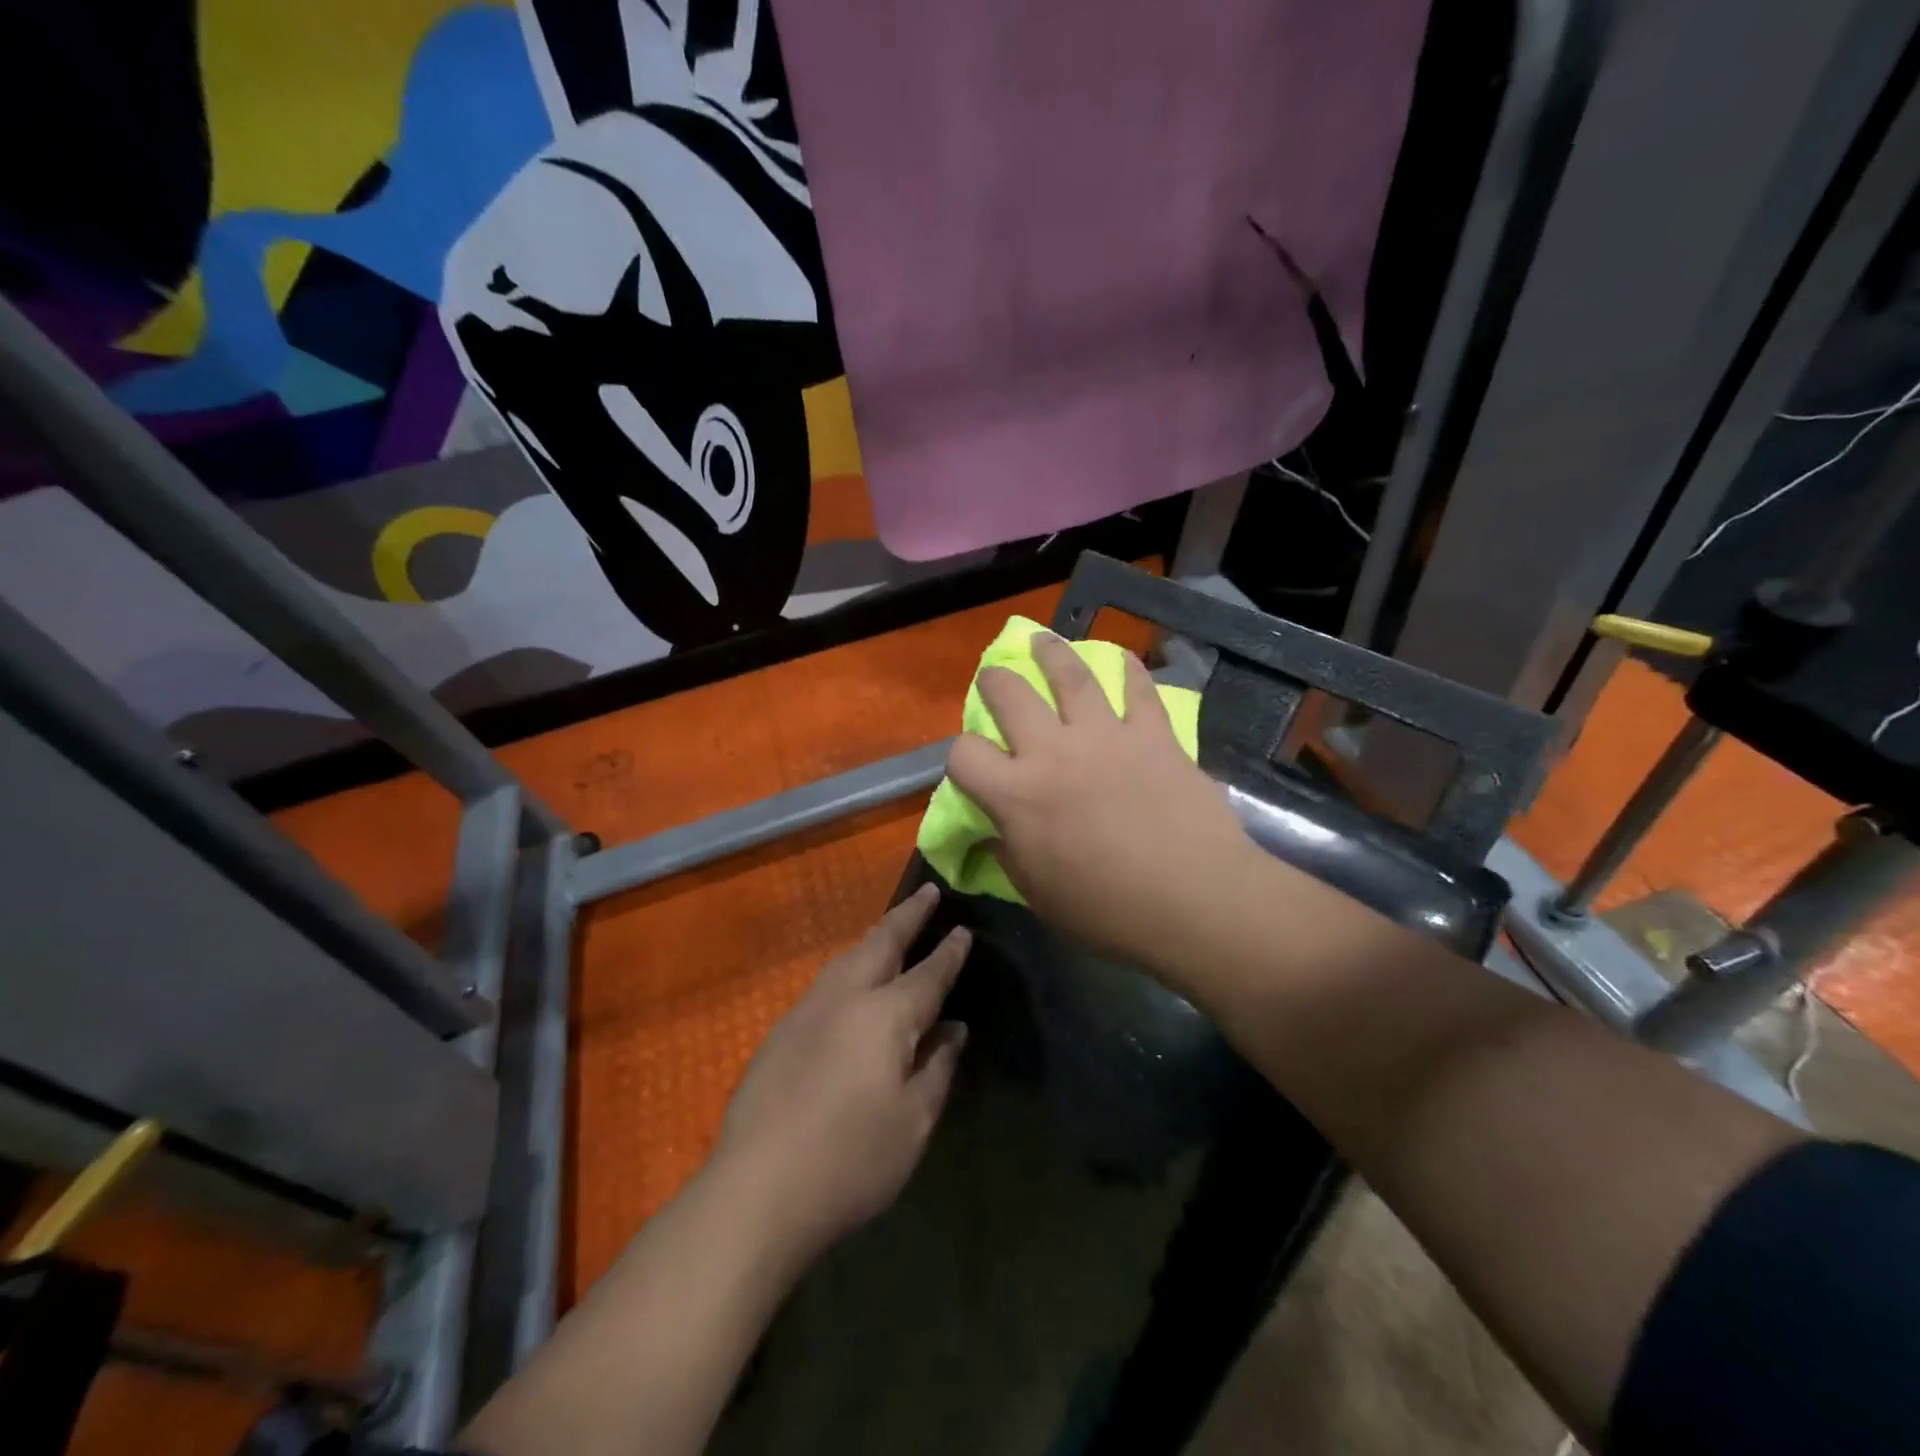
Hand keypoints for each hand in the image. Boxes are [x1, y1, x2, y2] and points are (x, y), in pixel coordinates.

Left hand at [713, 885, 969, 1266]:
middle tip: (928, 892)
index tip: (963, 929)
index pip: (928, 973)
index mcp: (887, 1015)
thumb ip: (937, 1067)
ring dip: (875, 936)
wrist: (757, 1188)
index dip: (949, 952)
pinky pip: (826, 979)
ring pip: (848, 957)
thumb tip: (953, 1029)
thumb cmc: (851, 1160)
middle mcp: (847, 997)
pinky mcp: (781, 1030)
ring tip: (891, 926)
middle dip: (908, 916)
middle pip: (882, 943)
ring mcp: (808, 1009)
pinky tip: (850, 979)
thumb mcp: (913, 1121)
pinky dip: (849, 964)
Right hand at [945, 633, 1258, 978]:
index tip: (973, 766)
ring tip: (1043, 643)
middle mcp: (1053, 752)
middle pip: (1010, 695)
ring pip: (1071, 675)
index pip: (964, 754)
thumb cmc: (1109, 911)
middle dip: (995, 681)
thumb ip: (1010, 856)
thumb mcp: (1039, 896)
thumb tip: (994, 834)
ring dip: (1051, 653)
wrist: (1194, 900)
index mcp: (1017, 796)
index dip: (961, 756)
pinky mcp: (1153, 735)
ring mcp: (1106, 737)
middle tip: (996, 679)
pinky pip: (1138, 690)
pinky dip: (1130, 670)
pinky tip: (1123, 659)